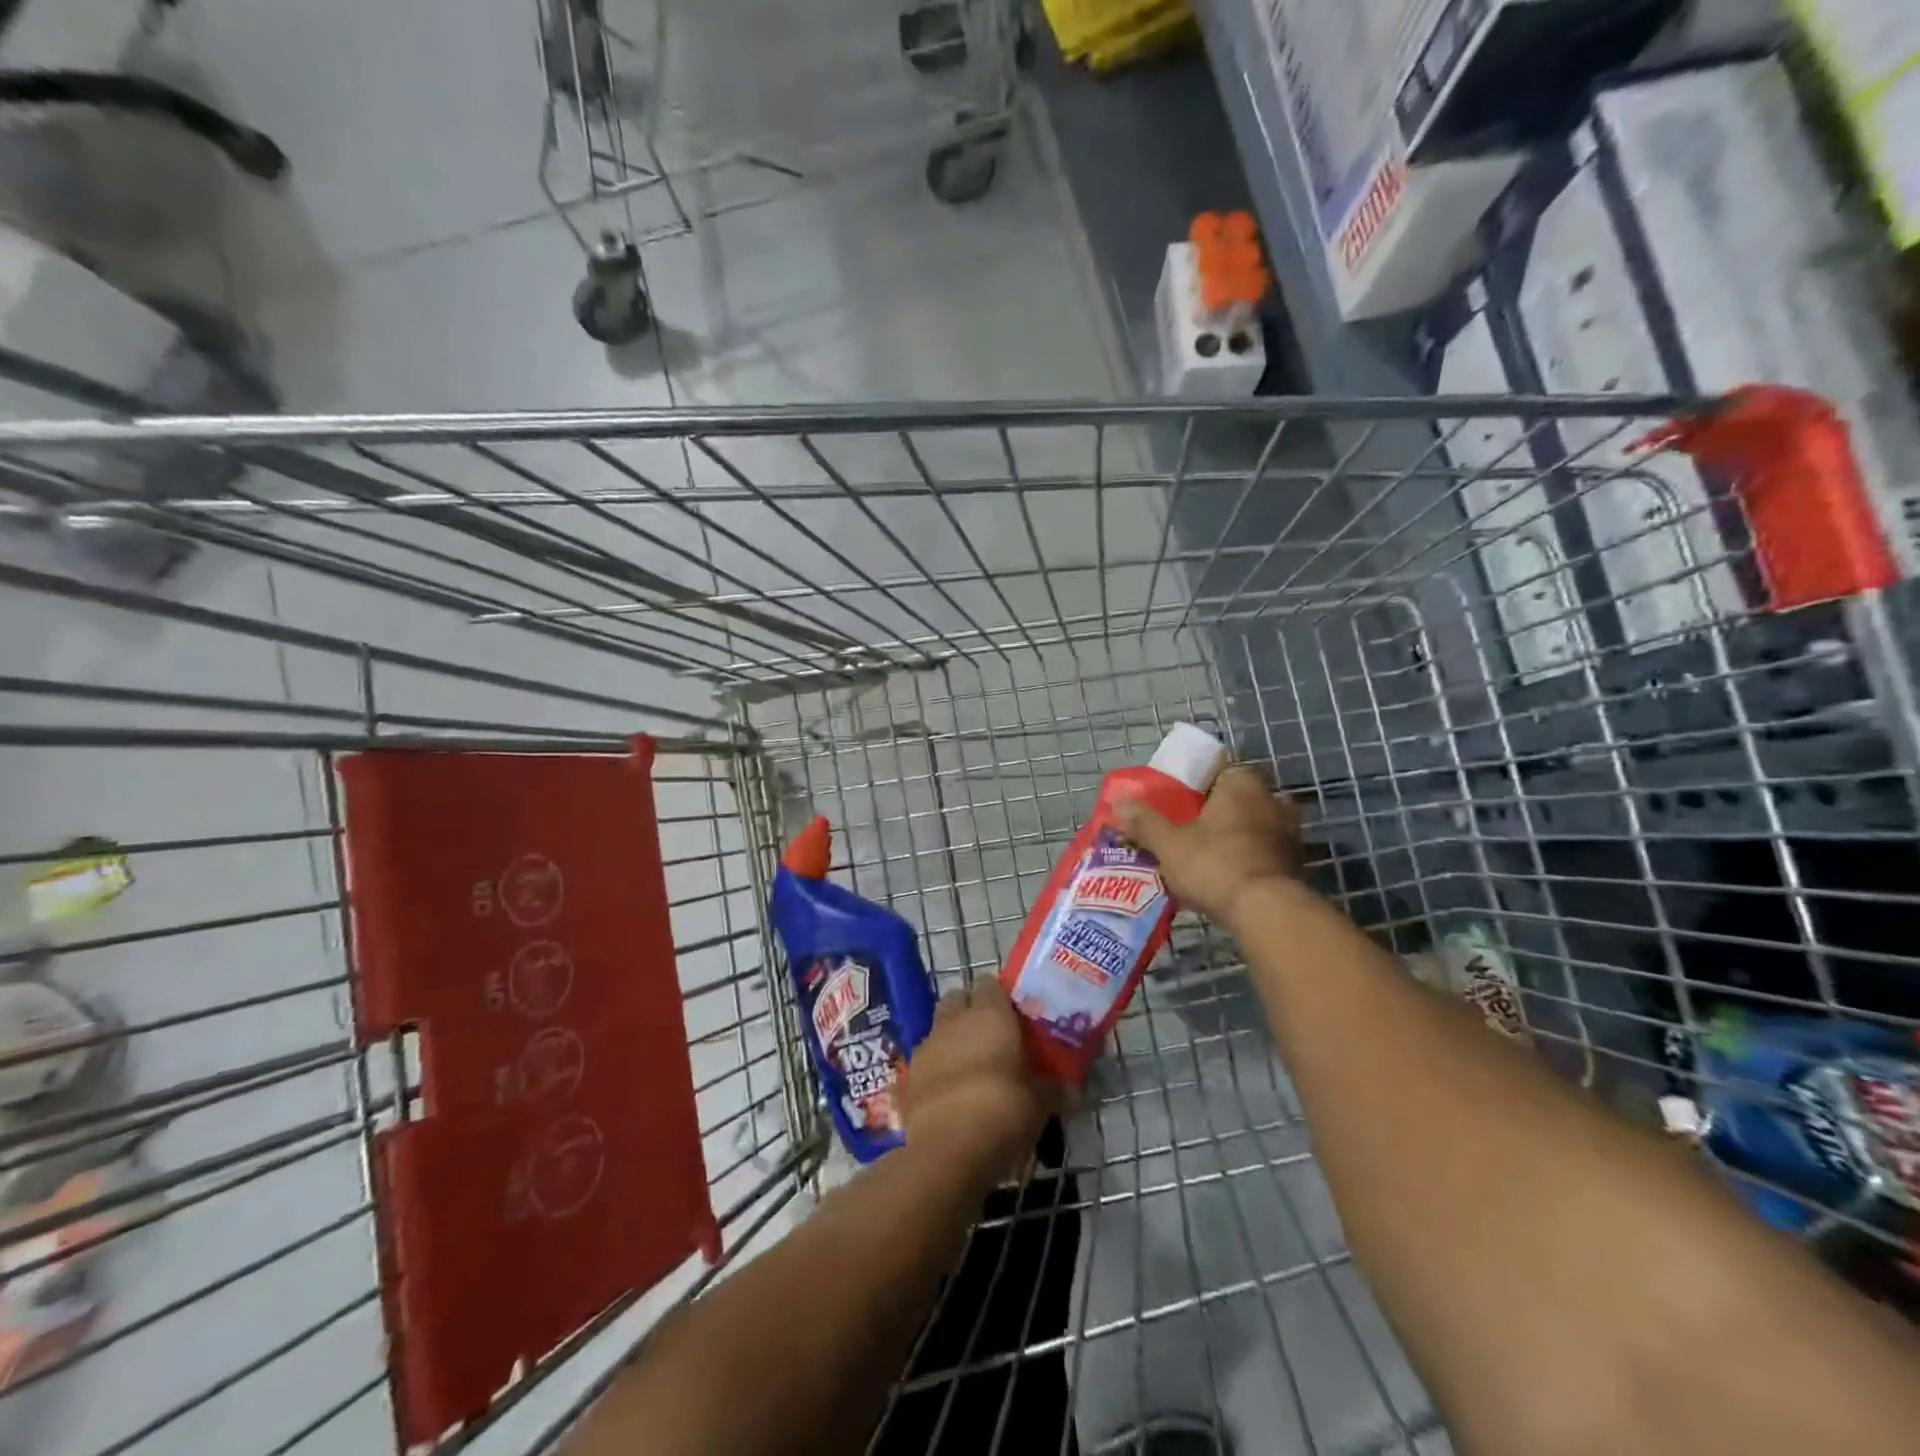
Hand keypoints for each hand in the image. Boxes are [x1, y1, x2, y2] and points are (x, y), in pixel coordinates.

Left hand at [901, 978, 1070, 1181]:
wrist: (948, 1152)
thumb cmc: (1003, 1111)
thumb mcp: (1039, 1103)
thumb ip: (1054, 1090)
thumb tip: (1073, 1091)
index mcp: (989, 1015)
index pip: (991, 984)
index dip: (1001, 997)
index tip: (1015, 1017)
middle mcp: (954, 1021)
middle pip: (958, 998)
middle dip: (971, 1011)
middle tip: (992, 1037)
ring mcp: (926, 1046)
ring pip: (939, 1029)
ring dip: (952, 1041)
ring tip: (972, 1069)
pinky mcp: (908, 1077)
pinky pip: (925, 1063)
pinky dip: (936, 1072)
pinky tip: (950, 1096)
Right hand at [1113, 763, 1305, 928]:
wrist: (1266, 912)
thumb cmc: (1214, 865)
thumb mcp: (1168, 844)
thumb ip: (1144, 822)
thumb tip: (1118, 802)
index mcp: (1241, 783)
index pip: (1218, 768)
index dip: (1196, 783)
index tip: (1178, 801)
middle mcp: (1271, 799)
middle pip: (1237, 798)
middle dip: (1216, 810)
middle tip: (1189, 828)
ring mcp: (1289, 831)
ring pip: (1254, 824)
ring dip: (1235, 835)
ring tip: (1207, 854)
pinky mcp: (1296, 862)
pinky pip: (1265, 850)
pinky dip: (1249, 858)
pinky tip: (1228, 875)